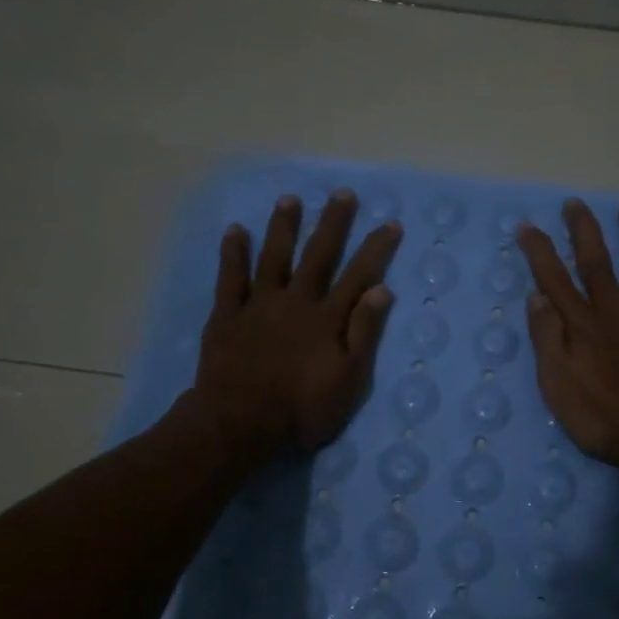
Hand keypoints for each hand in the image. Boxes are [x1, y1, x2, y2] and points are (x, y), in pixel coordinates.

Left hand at [191, 190, 402, 461]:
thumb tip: (381, 289)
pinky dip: (233, 254)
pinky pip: (230, 278)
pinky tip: (236, 231)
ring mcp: (259, 305)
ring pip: (274, 257)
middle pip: (318, 256)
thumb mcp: (348, 381)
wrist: (239, 423)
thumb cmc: (302, 409)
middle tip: (342, 194)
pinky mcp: (228, 315)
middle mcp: (296, 301)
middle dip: (332, 224)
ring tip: (290, 199)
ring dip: (283, 227)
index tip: (391, 224)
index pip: (358, 276)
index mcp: (327, 319)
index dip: (376, 249)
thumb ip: (364, 334)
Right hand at [515, 198, 618, 479]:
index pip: (554, 279)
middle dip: (584, 231)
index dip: (539, 251)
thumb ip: (547, 339)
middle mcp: (616, 310)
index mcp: (582, 325)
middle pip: (597, 262)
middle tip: (575, 203)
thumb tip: (536, 297)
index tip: (527, 225)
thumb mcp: (557, 386)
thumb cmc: (601, 418)